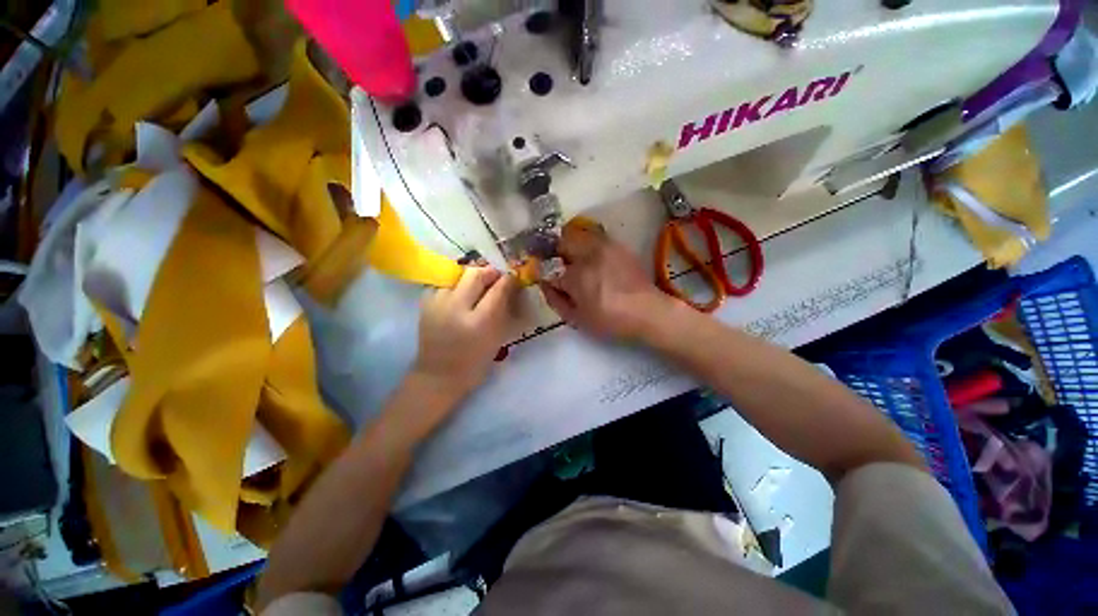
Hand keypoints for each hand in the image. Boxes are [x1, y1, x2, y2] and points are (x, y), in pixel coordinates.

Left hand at [412, 267, 518, 402]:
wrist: (438, 375)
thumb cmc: (475, 361)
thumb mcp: (497, 338)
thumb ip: (504, 310)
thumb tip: (510, 287)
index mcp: (478, 322)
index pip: (497, 289)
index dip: (507, 280)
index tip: (512, 277)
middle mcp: (455, 307)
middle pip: (475, 274)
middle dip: (489, 272)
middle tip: (496, 278)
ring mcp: (437, 303)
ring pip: (458, 274)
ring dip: (472, 277)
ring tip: (479, 285)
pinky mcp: (425, 302)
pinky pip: (445, 282)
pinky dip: (457, 283)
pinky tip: (461, 294)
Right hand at [541, 220, 673, 339]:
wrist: (647, 311)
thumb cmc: (610, 320)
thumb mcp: (577, 319)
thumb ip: (555, 300)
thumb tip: (544, 284)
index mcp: (576, 276)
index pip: (550, 269)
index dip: (545, 275)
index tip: (547, 280)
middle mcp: (588, 255)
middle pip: (561, 242)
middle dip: (555, 253)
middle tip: (558, 267)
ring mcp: (604, 247)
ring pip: (577, 235)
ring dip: (570, 245)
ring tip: (575, 262)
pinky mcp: (617, 246)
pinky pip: (594, 237)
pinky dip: (586, 244)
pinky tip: (592, 260)